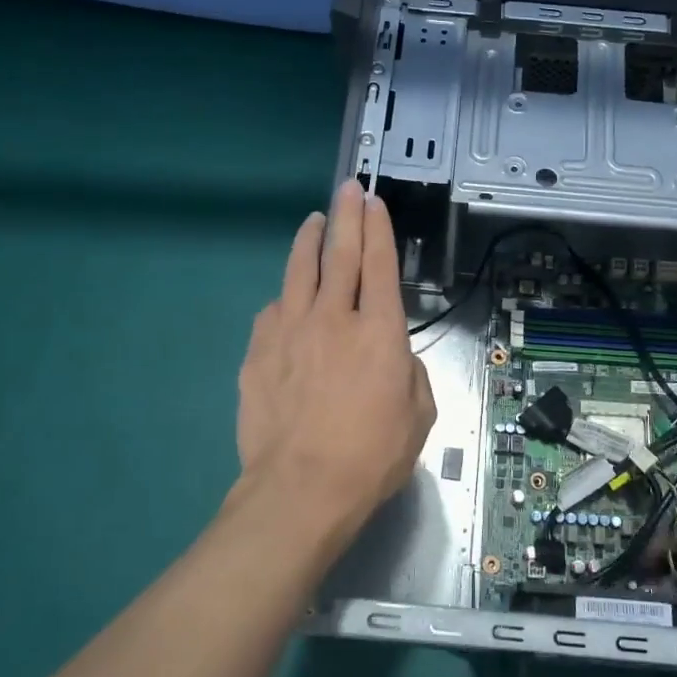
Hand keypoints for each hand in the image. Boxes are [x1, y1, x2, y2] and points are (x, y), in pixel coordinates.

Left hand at [236, 180, 436, 541]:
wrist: (301, 488)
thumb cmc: (371, 455)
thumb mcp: (418, 415)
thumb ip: (409, 372)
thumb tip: (392, 356)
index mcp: (379, 331)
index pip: (380, 264)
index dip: (378, 228)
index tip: (373, 203)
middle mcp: (334, 317)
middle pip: (341, 253)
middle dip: (346, 216)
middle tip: (348, 189)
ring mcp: (290, 330)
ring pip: (300, 270)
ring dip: (309, 240)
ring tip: (314, 222)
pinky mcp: (258, 351)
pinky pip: (273, 310)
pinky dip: (285, 297)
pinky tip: (287, 298)